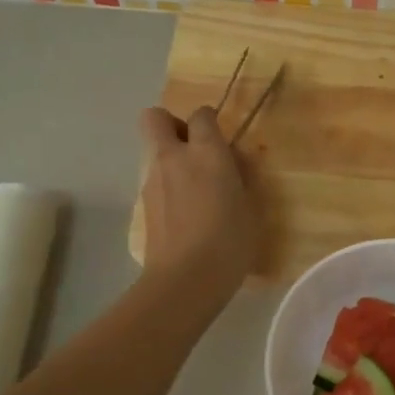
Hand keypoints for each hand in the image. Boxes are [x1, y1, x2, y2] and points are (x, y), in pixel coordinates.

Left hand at [137, 105, 258, 307]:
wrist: (185, 279)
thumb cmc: (229, 241)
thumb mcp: (252, 207)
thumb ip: (242, 176)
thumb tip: (232, 162)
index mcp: (206, 152)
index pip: (201, 115)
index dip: (209, 121)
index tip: (220, 140)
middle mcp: (173, 158)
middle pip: (155, 118)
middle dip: (172, 125)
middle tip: (194, 150)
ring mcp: (152, 181)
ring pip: (153, 151)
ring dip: (169, 159)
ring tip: (194, 190)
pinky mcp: (143, 206)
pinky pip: (153, 181)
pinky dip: (166, 186)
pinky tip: (184, 213)